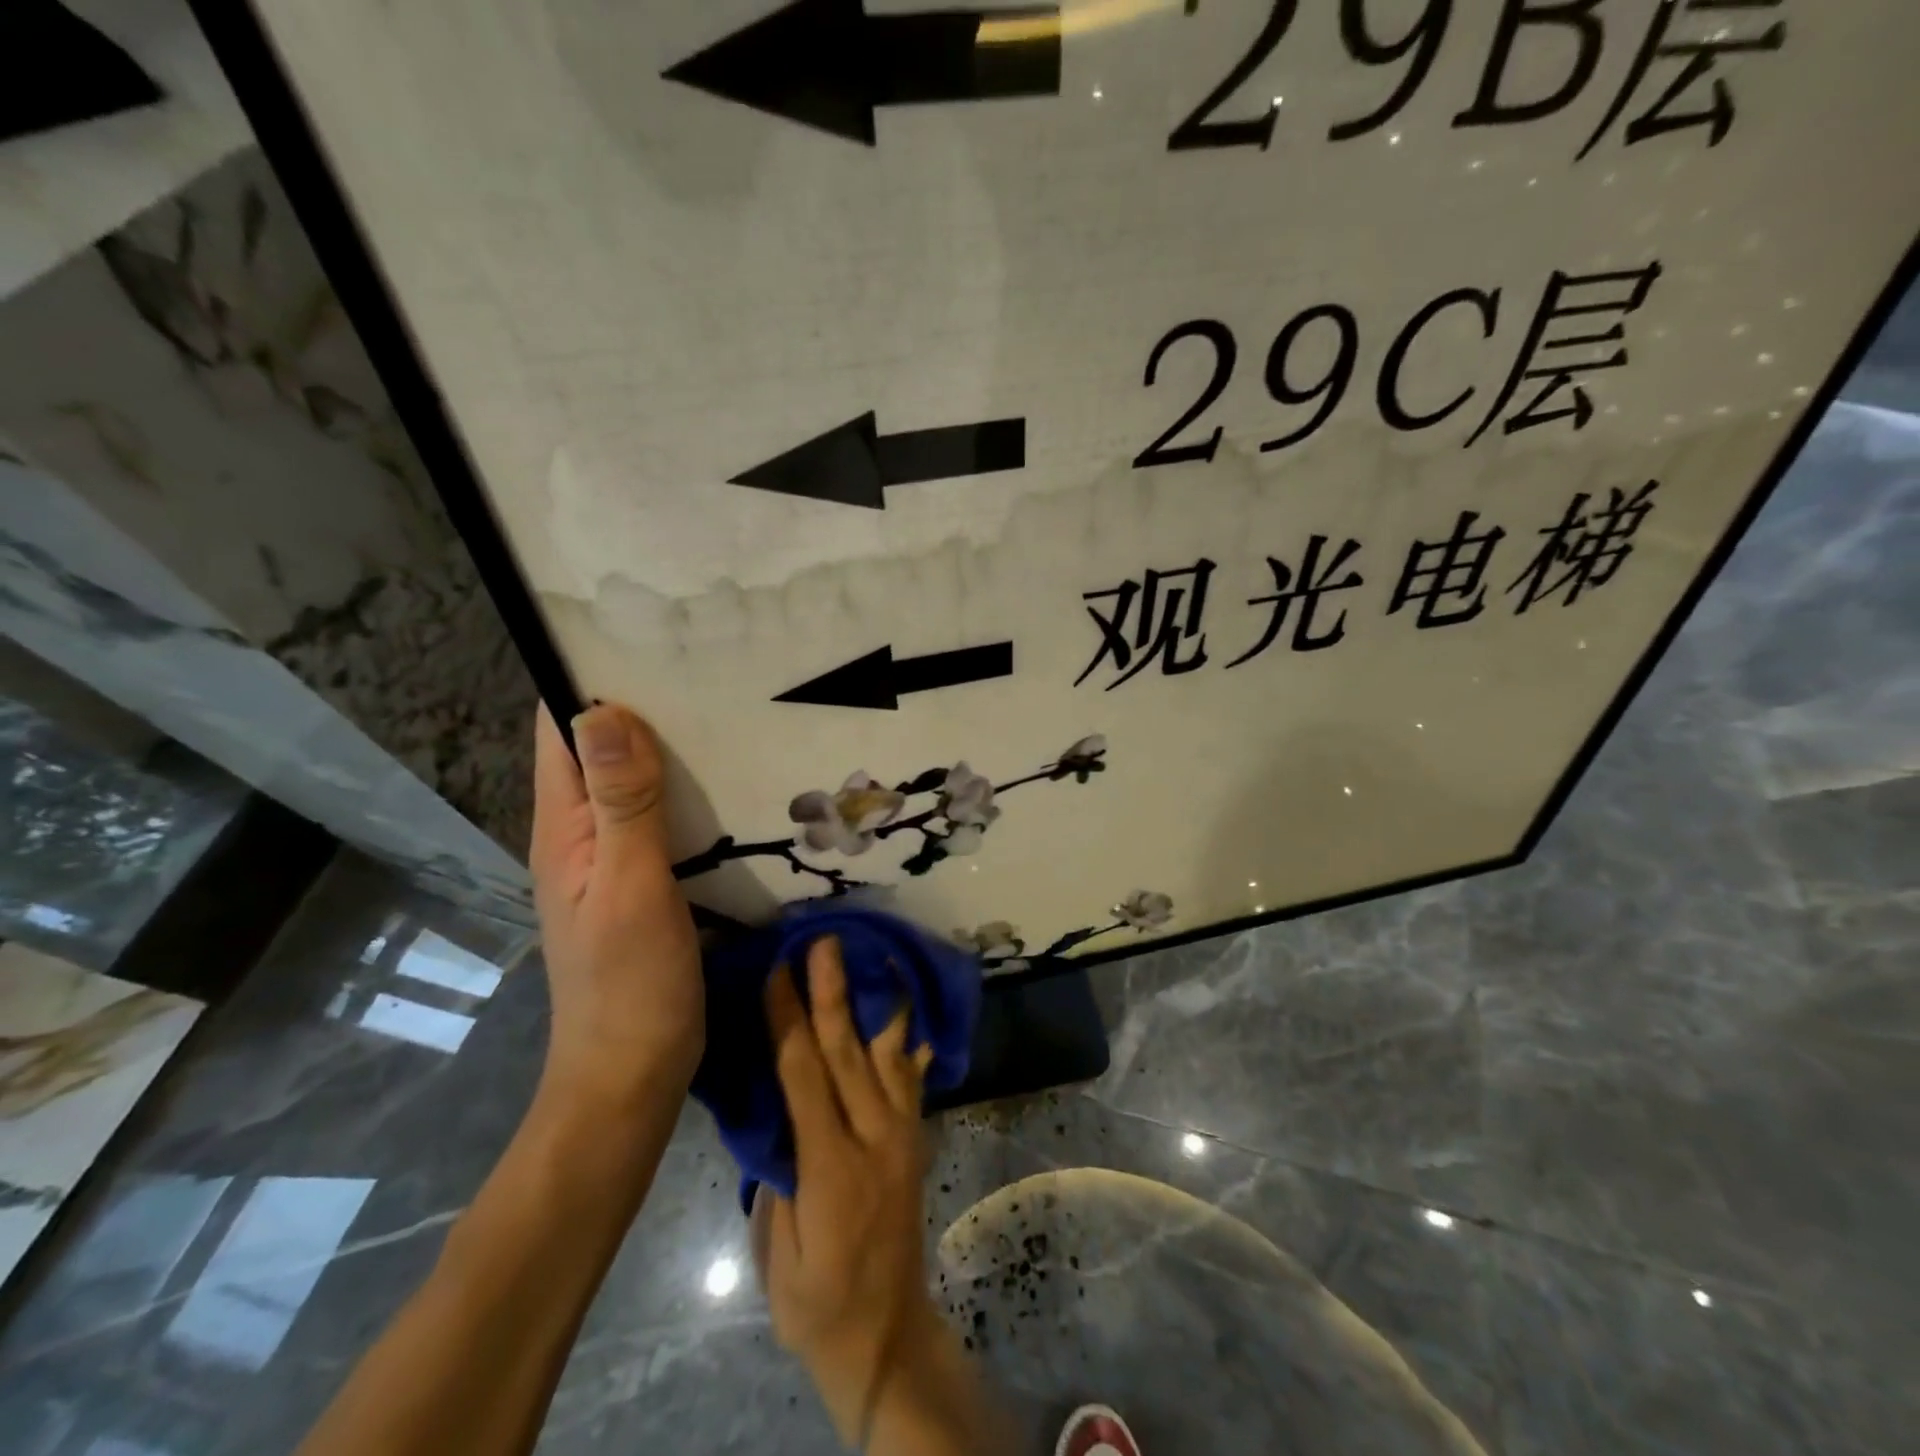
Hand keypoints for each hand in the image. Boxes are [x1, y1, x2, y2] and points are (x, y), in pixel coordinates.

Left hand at [529, 703, 702, 1111]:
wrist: (633, 1071)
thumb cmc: (628, 982)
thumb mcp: (629, 887)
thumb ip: (622, 803)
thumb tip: (603, 710)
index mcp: (563, 824)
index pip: (560, 728)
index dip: (590, 676)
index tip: (649, 636)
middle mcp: (581, 830)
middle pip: (602, 747)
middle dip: (644, 704)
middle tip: (712, 667)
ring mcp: (614, 856)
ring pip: (636, 780)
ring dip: (671, 747)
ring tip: (731, 710)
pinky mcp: (646, 879)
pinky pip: (662, 816)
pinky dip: (689, 791)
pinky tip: (734, 781)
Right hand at [752, 938, 934, 1444]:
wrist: (886, 1333)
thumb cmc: (816, 1301)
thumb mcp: (780, 1253)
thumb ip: (779, 1177)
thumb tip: (774, 1112)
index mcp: (831, 1166)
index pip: (804, 1077)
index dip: (788, 1021)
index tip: (776, 974)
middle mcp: (874, 1137)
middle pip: (847, 1053)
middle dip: (831, 993)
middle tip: (824, 943)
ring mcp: (902, 1134)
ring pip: (885, 1054)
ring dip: (873, 1001)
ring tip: (873, 955)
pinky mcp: (915, 1137)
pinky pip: (911, 1078)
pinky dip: (908, 1039)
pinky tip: (911, 1008)